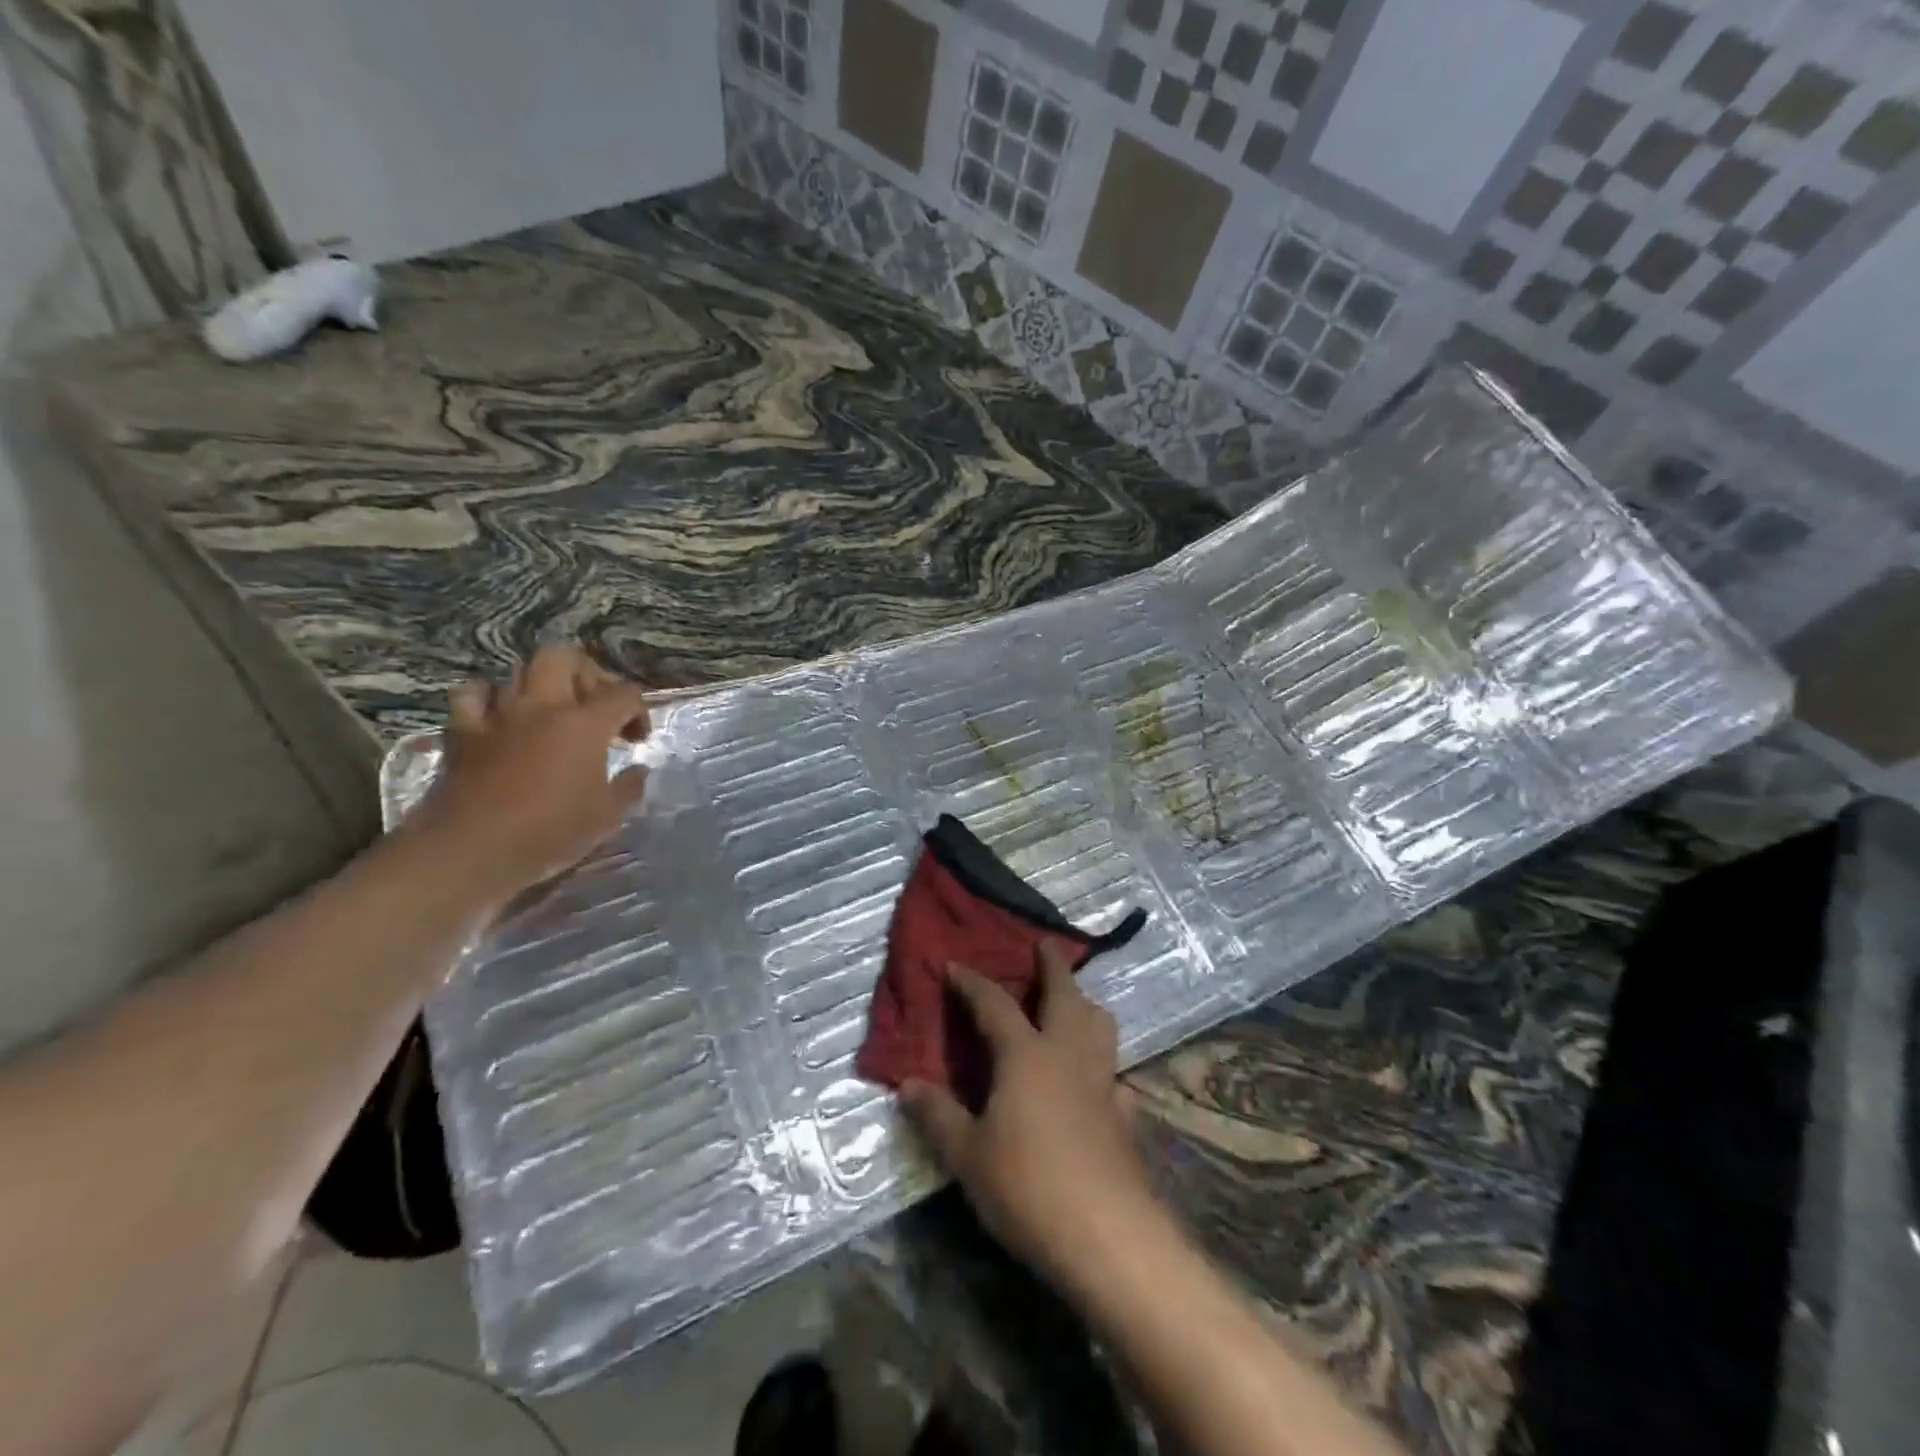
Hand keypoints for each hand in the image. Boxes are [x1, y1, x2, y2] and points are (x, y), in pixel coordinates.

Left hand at [408, 645, 649, 906]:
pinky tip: (498, 716)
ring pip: (518, 671)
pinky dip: (488, 698)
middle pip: (564, 657)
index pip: (624, 693)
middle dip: (586, 673)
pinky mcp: (462, 731)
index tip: (636, 739)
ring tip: (550, 711)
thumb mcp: (607, 817)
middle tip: (594, 705)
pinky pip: (472, 695)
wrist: (470, 850)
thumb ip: (628, 787)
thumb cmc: (549, 833)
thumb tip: (637, 771)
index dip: (638, 710)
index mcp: (585, 724)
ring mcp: (498, 715)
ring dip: (539, 685)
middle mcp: (542, 706)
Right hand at [900, 946, 1170, 1297]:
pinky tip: (1097, 1081)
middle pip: (1065, 994)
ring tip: (1074, 1003)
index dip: (973, 982)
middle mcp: (1067, 1054)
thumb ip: (938, 1116)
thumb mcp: (968, 1156)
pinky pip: (1116, 1073)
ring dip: (1086, 1004)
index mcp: (1026, 1055)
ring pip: (1101, 1024)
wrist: (1108, 1236)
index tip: (955, 965)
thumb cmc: (1028, 1187)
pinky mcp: (1126, 1115)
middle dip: (1053, 965)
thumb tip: (907, 1085)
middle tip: (1044, 945)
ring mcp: (1103, 1082)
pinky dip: (1104, 1064)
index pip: (994, 1004)